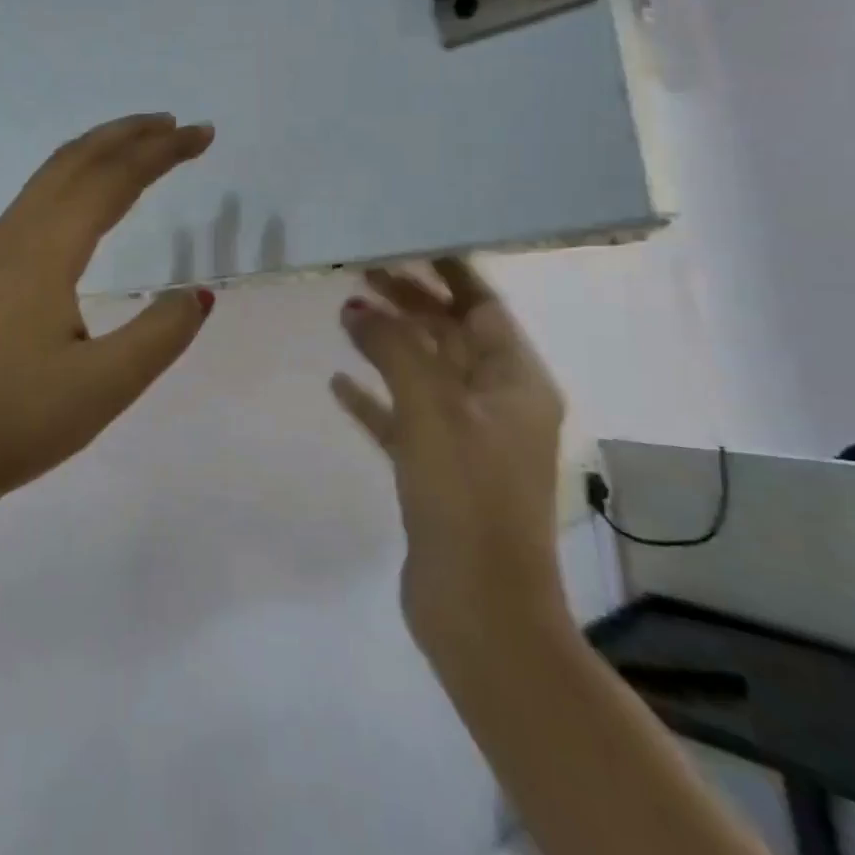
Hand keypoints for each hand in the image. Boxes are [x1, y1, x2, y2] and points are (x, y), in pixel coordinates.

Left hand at [0, 114, 216, 525]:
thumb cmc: (14, 423)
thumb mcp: (104, 387)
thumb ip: (160, 334)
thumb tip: (197, 293)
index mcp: (44, 251)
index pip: (112, 179)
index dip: (161, 151)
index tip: (203, 134)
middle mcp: (14, 236)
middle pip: (75, 161)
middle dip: (129, 135)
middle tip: (177, 126)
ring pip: (50, 178)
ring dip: (99, 153)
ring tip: (140, 148)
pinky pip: (36, 201)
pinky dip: (75, 180)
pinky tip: (85, 202)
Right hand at [331, 260, 570, 676]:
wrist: (480, 610)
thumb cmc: (466, 496)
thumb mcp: (431, 409)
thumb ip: (393, 348)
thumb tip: (355, 305)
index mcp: (516, 381)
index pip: (483, 307)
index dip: (447, 274)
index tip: (405, 244)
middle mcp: (498, 403)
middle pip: (450, 336)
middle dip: (409, 303)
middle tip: (360, 273)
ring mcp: (468, 439)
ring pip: (424, 374)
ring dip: (389, 345)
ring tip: (345, 315)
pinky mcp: (438, 471)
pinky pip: (404, 418)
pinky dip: (375, 398)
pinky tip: (338, 384)